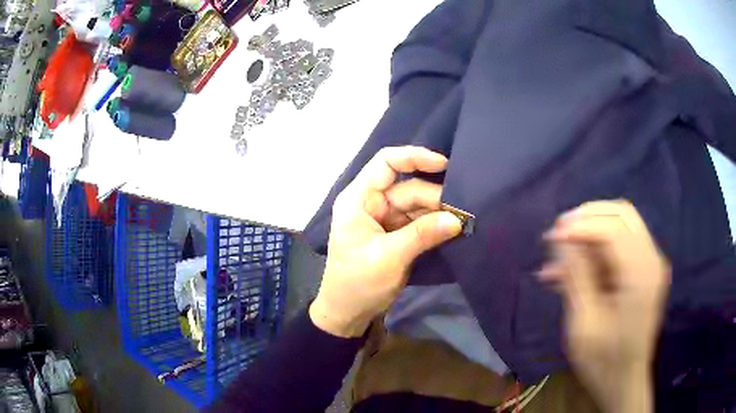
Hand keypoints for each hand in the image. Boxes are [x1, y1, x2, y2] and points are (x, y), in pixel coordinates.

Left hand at [310, 147, 462, 337]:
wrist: (348, 313)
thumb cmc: (357, 282)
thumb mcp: (389, 257)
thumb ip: (422, 235)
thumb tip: (457, 219)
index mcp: (359, 199)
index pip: (386, 163)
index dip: (414, 157)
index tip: (444, 165)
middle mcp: (372, 203)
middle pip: (409, 188)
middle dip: (436, 198)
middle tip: (464, 211)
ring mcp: (385, 219)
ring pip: (418, 206)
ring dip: (439, 213)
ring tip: (464, 220)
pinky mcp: (397, 235)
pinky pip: (420, 222)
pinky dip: (435, 225)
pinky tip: (454, 228)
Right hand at [541, 200, 670, 412]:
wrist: (624, 382)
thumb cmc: (603, 360)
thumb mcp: (584, 323)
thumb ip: (577, 276)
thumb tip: (561, 239)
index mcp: (641, 273)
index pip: (613, 227)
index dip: (581, 225)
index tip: (551, 237)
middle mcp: (651, 259)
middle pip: (621, 213)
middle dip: (587, 217)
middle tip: (558, 233)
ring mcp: (649, 264)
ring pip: (619, 226)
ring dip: (589, 235)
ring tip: (557, 258)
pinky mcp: (643, 272)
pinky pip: (619, 248)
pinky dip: (595, 253)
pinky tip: (569, 273)